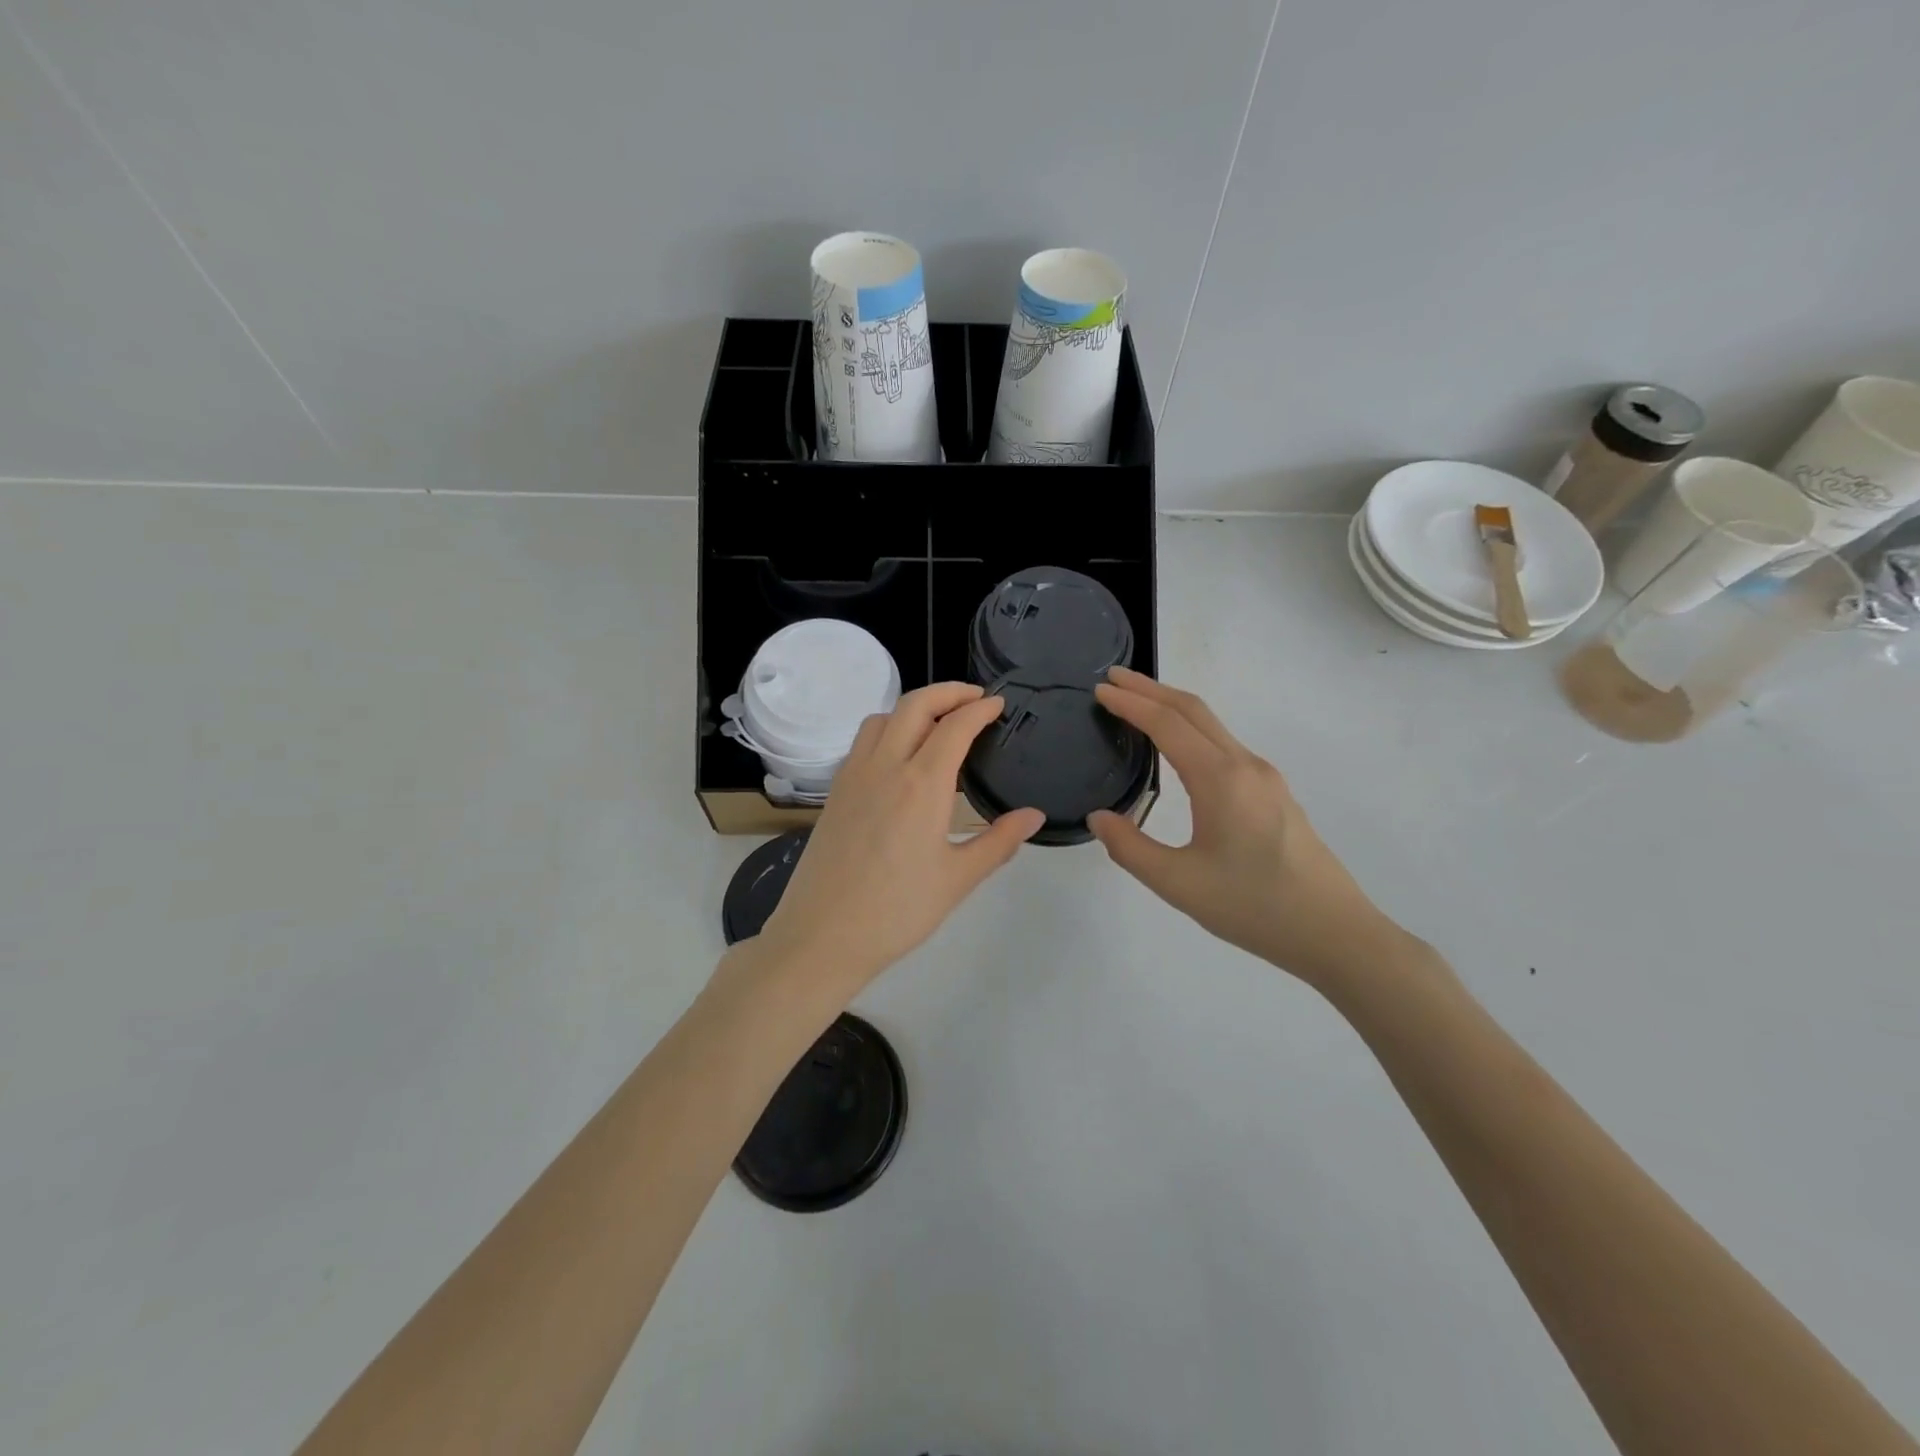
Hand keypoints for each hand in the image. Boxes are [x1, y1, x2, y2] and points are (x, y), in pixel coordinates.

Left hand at [754, 683, 1045, 993]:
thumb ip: (999, 842)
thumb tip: (1033, 815)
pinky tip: (901, 757)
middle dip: (948, 691)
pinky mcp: (835, 791)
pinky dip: (888, 729)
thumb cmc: (897, 911)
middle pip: (915, 705)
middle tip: (975, 699)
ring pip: (883, 718)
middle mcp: (885, 767)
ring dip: (914, 707)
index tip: (998, 705)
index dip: (980, 709)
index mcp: (922, 785)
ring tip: (938, 723)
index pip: (955, 726)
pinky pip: (863, 741)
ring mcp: (854, 776)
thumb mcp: (958, 879)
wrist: (823, 935)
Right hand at [1088, 667, 1406, 986]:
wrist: (1334, 932)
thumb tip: (1099, 818)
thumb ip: (1130, 847)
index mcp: (1220, 779)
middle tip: (1113, 678)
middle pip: (1194, 710)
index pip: (1167, 724)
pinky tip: (1178, 748)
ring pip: (1213, 725)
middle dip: (1151, 689)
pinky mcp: (1273, 793)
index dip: (1130, 703)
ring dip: (1172, 707)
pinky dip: (1192, 729)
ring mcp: (1264, 777)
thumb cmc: (1253, 907)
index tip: (1100, 689)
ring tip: (1138, 705)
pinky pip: (1224, 745)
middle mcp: (1244, 765)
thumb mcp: (1178, 883)